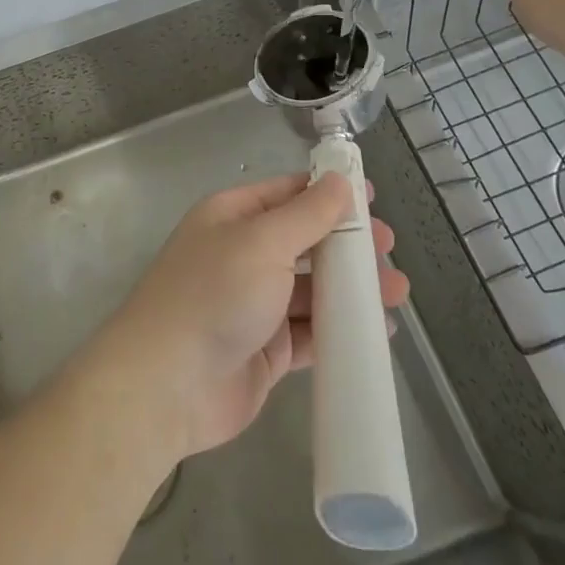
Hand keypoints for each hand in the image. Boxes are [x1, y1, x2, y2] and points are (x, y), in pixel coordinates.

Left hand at [93, 172, 409, 462]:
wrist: (168, 384)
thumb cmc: (215, 294)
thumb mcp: (263, 241)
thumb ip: (307, 214)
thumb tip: (339, 180)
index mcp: (233, 217)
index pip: (288, 194)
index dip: (328, 192)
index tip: (371, 197)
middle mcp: (243, 255)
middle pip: (304, 241)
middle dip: (346, 243)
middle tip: (388, 248)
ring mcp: (254, 304)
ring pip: (311, 288)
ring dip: (351, 288)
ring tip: (396, 292)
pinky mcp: (266, 351)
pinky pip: (310, 333)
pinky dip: (341, 330)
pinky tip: (377, 330)